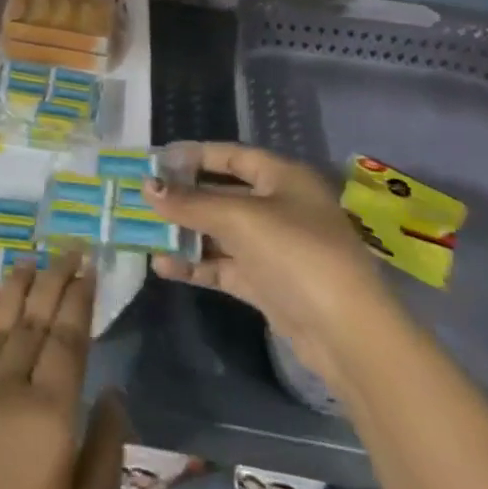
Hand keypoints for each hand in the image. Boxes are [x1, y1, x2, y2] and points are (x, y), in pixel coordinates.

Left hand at [0, 253, 128, 488]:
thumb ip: (105, 454)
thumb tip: (115, 394)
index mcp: (49, 416)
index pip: (69, 339)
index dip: (79, 299)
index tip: (89, 268)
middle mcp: (8, 387)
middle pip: (35, 320)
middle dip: (55, 280)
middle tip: (70, 249)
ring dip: (17, 287)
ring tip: (32, 259)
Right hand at [148, 143, 392, 386]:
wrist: (346, 332)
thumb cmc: (296, 252)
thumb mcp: (238, 218)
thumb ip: (190, 202)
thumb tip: (147, 187)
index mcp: (283, 178)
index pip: (232, 156)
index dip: (195, 155)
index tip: (156, 160)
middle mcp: (279, 207)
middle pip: (222, 194)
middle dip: (183, 197)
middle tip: (141, 196)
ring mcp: (273, 248)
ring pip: (220, 232)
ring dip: (184, 232)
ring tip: (142, 231)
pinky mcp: (267, 284)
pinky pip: (223, 266)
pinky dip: (196, 264)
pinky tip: (163, 265)